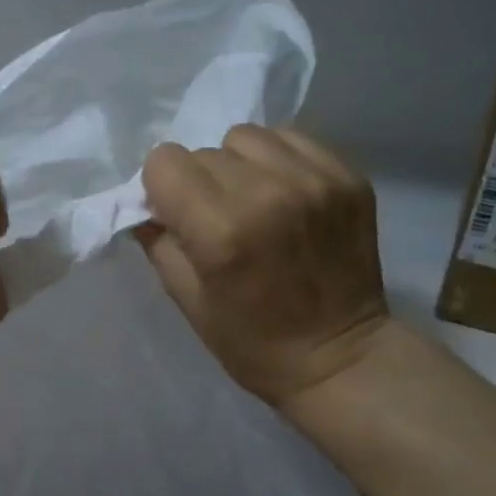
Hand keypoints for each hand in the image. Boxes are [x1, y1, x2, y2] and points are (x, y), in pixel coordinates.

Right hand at [139, 126, 389, 407]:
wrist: (340, 358)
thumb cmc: (250, 341)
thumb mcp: (185, 299)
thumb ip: (158, 241)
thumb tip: (147, 204)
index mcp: (220, 231)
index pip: (164, 162)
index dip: (160, 187)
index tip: (173, 214)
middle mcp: (267, 193)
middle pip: (203, 151)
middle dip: (197, 181)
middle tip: (214, 217)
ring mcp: (314, 181)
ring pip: (246, 137)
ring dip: (236, 164)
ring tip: (250, 199)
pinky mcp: (348, 176)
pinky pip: (291, 139)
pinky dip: (275, 160)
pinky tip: (282, 194)